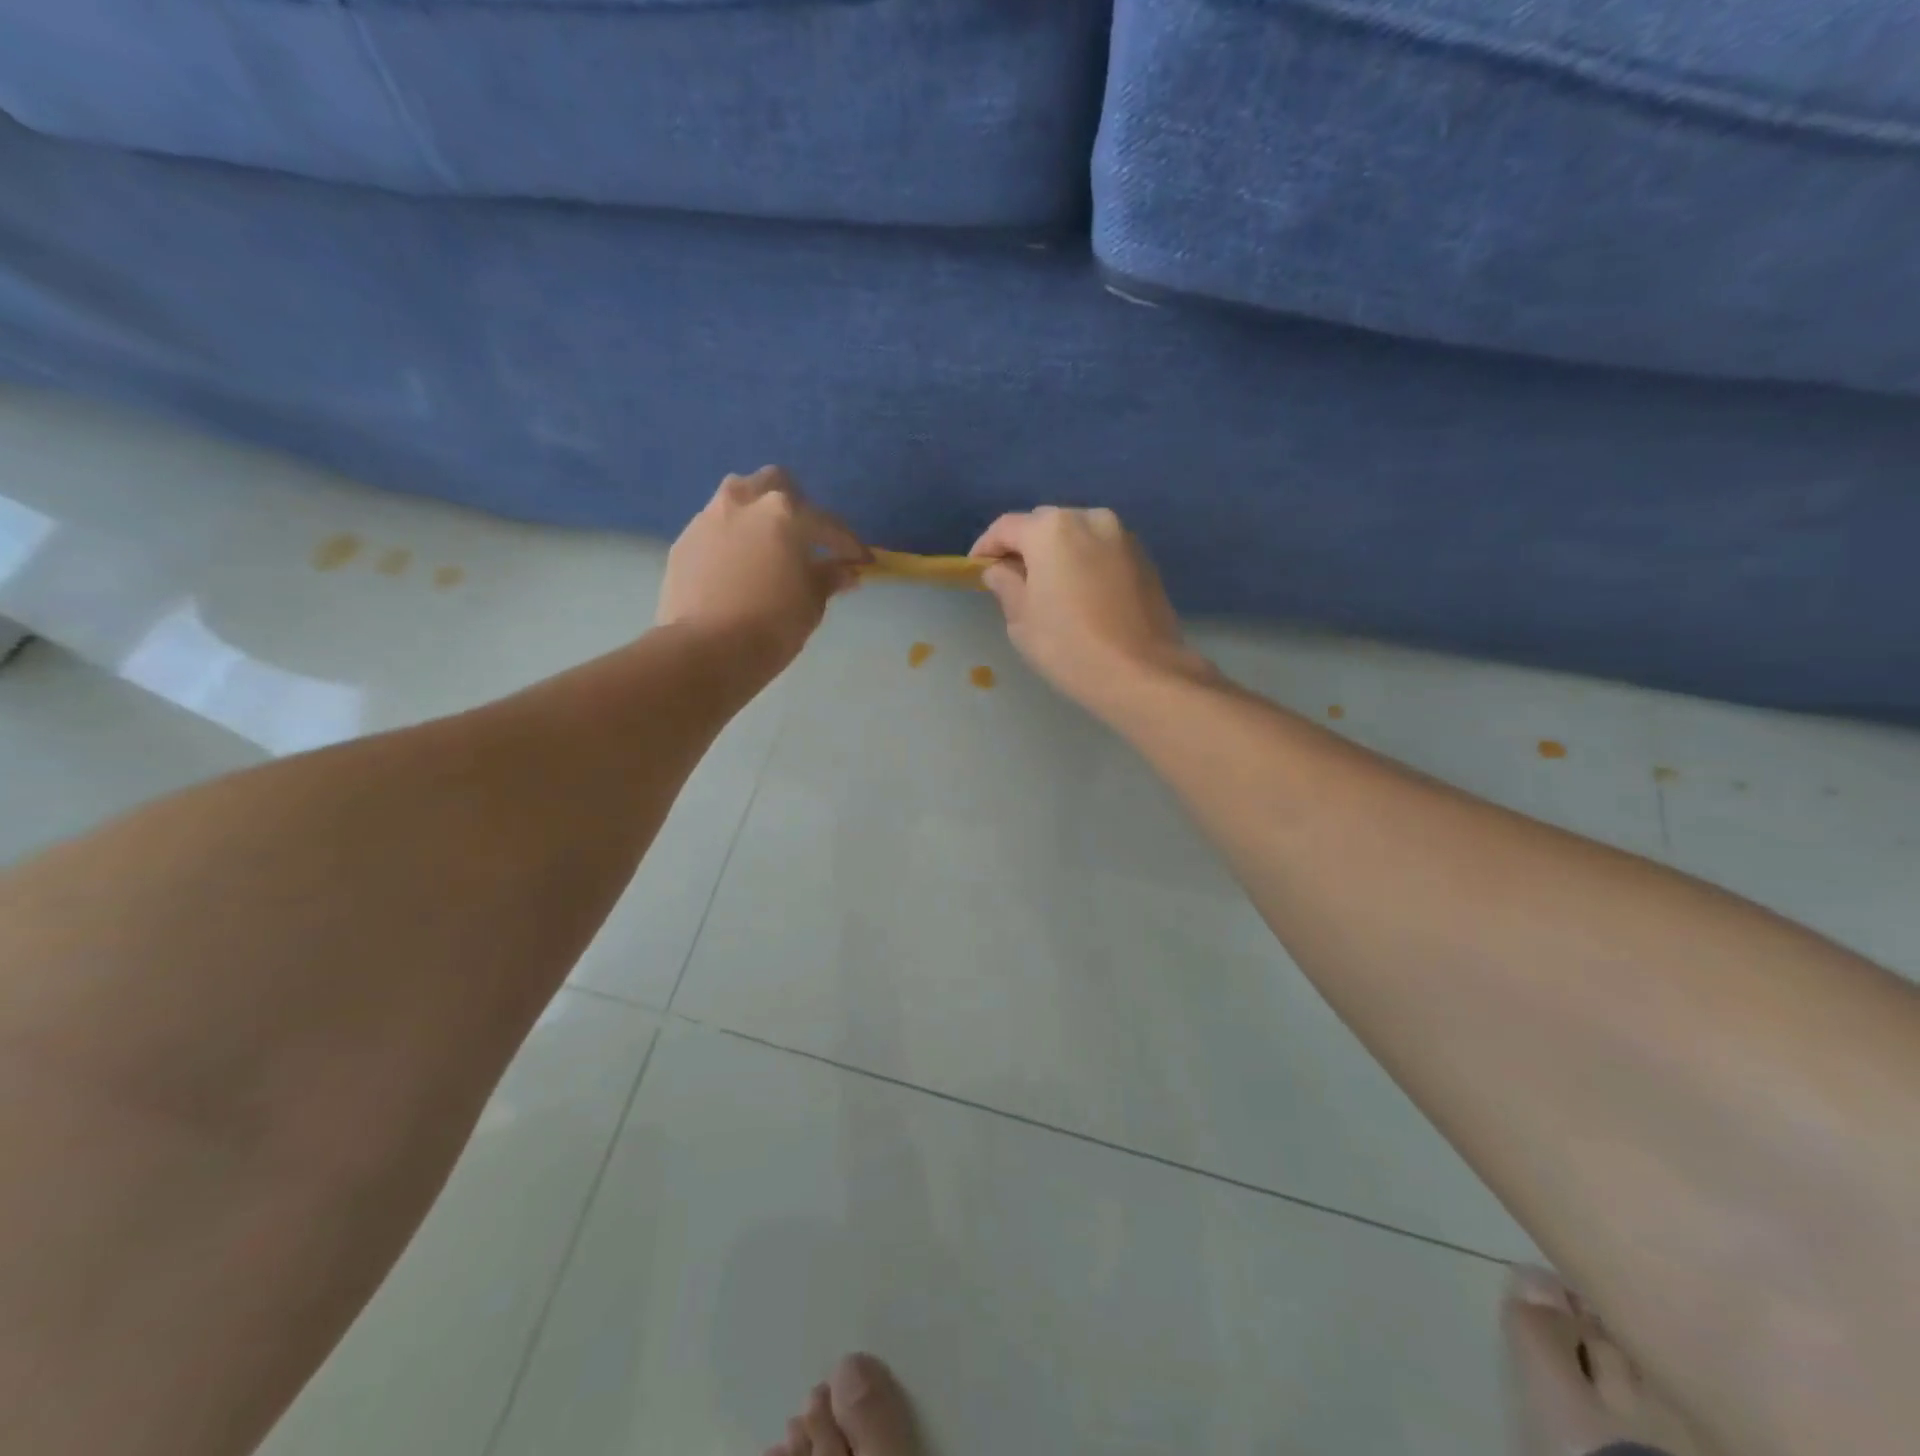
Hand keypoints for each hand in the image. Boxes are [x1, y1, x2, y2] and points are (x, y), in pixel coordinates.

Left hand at [658, 467, 866, 672]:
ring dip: (758, 516)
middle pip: (776, 486)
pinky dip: (732, 540)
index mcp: (785, 512)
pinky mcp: (684, 541)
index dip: (849, 545)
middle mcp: (745, 502)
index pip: (828, 524)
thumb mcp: (812, 603)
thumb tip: (845, 571)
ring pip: (739, 499)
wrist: (706, 650)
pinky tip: (737, 568)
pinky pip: (716, 529)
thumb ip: (828, 578)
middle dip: (797, 506)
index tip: (862, 562)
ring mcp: (709, 518)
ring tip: (768, 547)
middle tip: (807, 538)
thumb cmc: (772, 625)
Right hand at [970, 507, 1209, 716]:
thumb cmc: (1069, 646)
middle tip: (1013, 578)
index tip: (976, 568)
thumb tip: (1000, 570)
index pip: (1007, 527)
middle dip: (1025, 546)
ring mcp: (1122, 536)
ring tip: (1049, 586)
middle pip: (1044, 525)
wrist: (1141, 672)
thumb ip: (1006, 585)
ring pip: (1077, 535)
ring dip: (1058, 553)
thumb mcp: (1021, 620)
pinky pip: (1102, 550)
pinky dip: (1085, 562)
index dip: (986, 547)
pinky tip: (1080, 593)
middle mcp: (1089, 519)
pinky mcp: (1144, 558)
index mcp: (1051, 530)